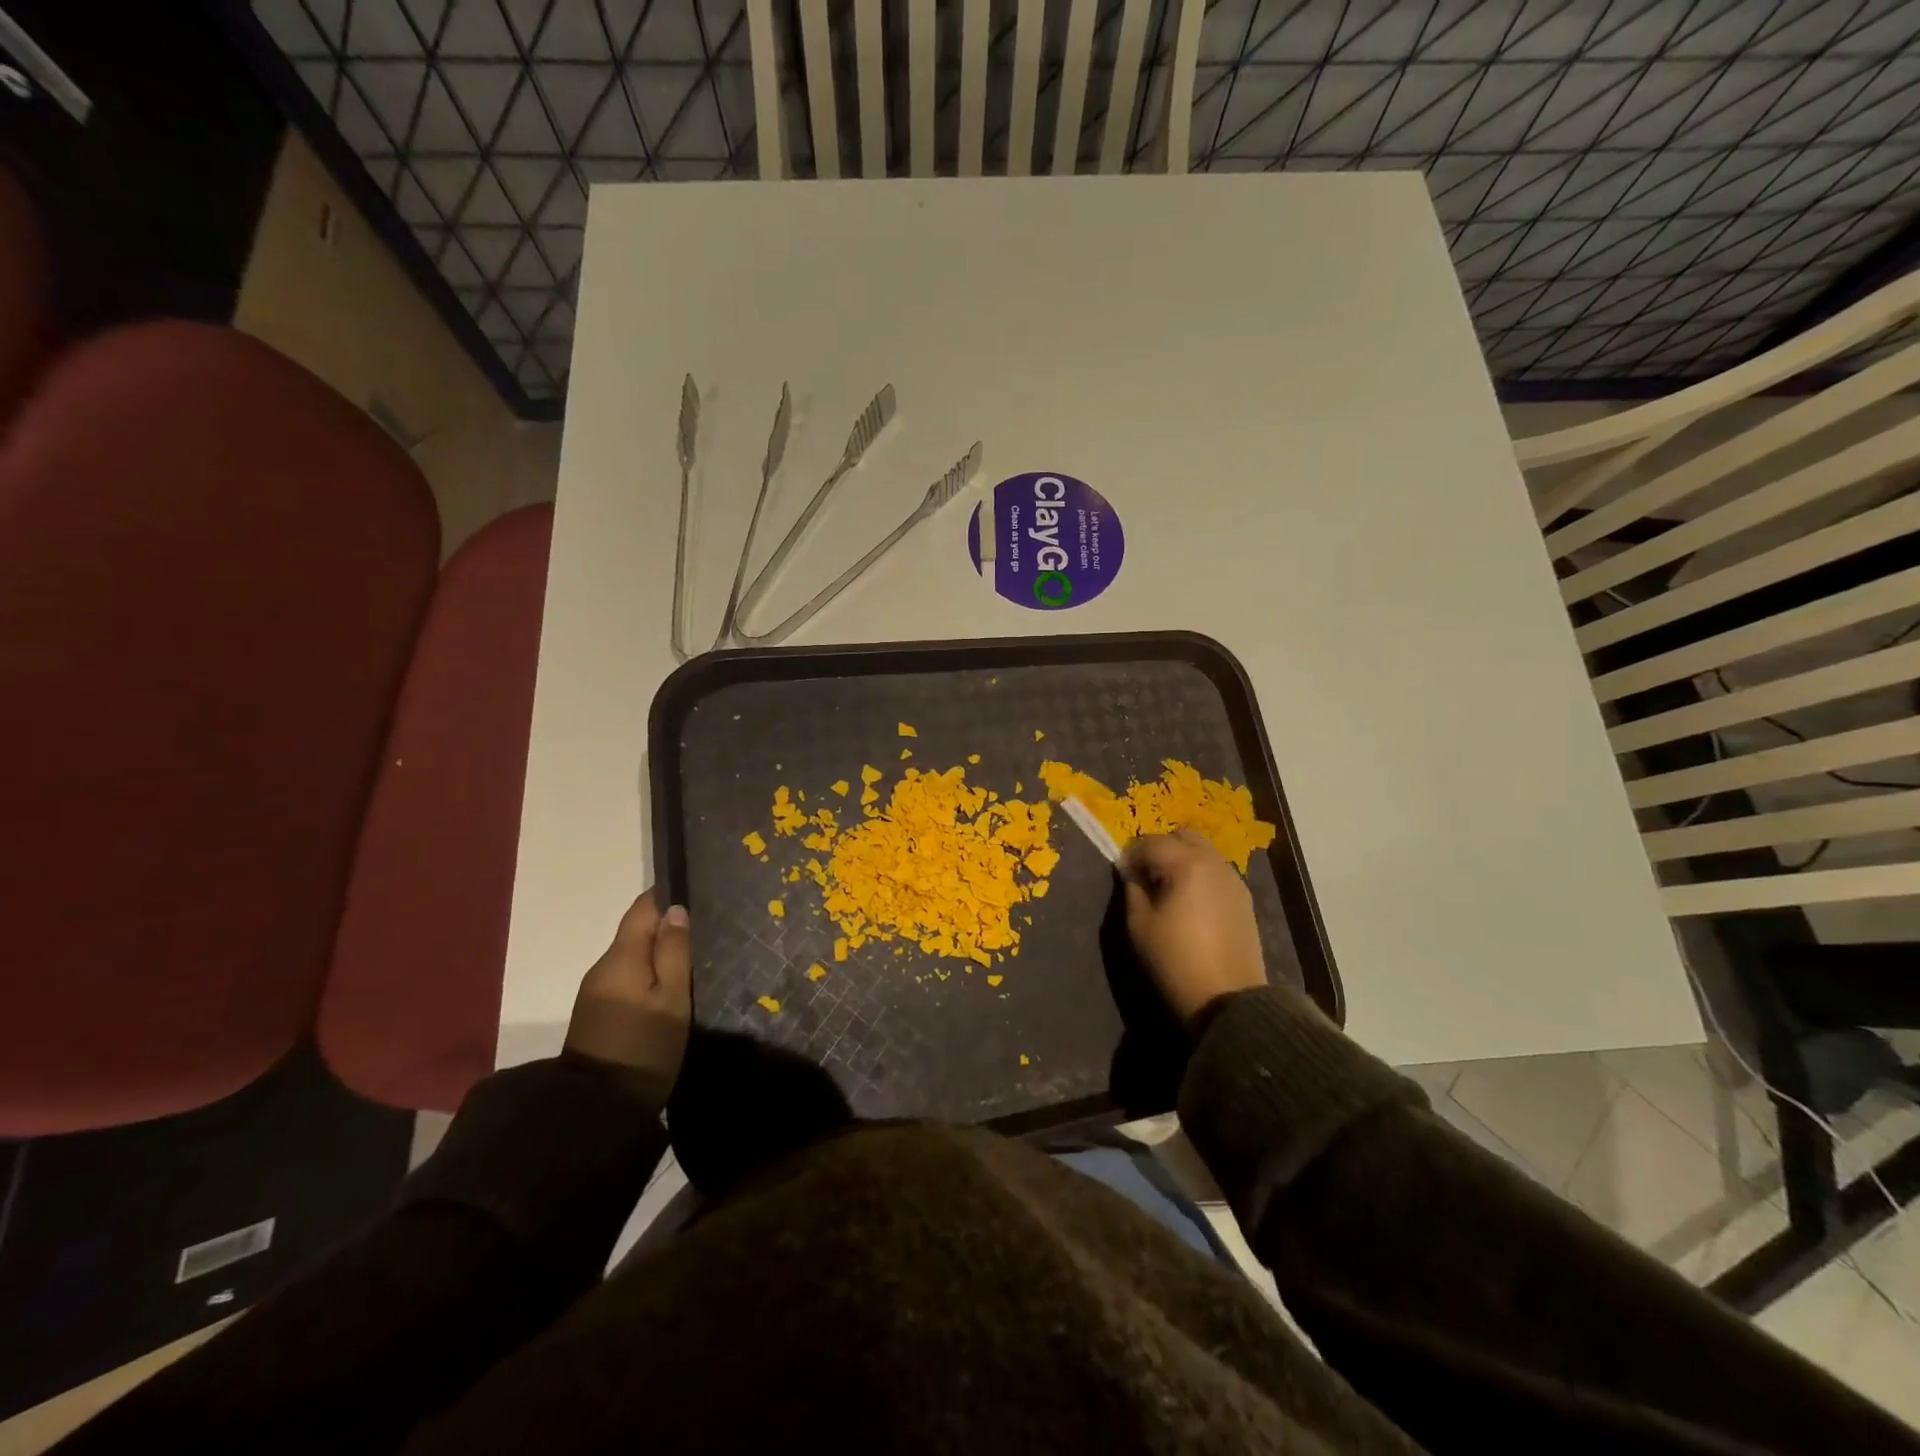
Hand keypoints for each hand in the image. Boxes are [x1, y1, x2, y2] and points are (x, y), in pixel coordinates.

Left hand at [564, 890, 691, 1109]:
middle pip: (636, 932)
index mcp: (621, 957)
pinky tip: (668, 985)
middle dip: (666, 926)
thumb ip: (675, 951)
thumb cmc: (645, 1047)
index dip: (667, 896)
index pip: (642, 908)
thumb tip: (675, 910)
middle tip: (705, 930)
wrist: (597, 1110)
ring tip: (693, 957)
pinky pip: (626, 977)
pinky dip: (647, 973)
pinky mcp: (596, 1012)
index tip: (696, 894)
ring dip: (658, 952)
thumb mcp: (672, 998)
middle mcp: (603, 966)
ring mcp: (596, 991)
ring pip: (632, 956)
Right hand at [1120, 831, 1266, 1025]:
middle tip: (1146, 875)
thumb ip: (1133, 889)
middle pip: (1182, 836)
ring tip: (1168, 889)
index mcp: (1186, 864)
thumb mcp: (1139, 925)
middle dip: (1160, 848)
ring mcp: (1233, 879)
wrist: (1228, 999)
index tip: (1122, 874)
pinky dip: (1199, 874)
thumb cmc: (1175, 960)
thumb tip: (1133, 873)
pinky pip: (1216, 871)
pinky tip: (1190, 902)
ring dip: (1182, 859)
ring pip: (1203, 851)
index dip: (1131, 855)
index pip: (1150, 842)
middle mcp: (1213, 863)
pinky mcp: (1244, 898)